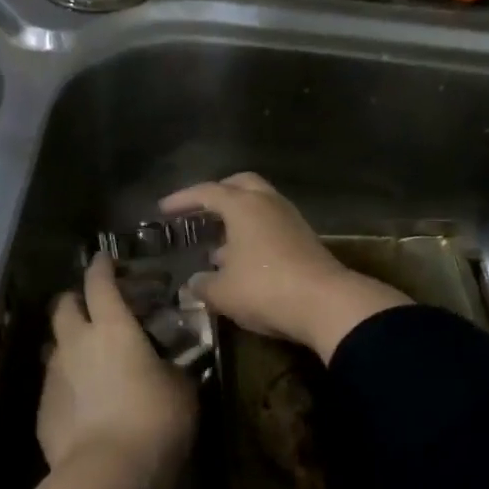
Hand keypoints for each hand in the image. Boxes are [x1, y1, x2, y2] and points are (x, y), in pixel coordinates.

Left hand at [37, 254, 196, 488]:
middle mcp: (75, 342)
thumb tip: (170, 364)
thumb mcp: (181, 390)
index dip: (102, 267)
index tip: (105, 259)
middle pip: (63, 305)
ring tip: (88, 357)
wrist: (107, 473)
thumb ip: (173, 367)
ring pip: (54, 344)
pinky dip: (67, 382)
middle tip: (94, 307)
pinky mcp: (42, 408)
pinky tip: (83, 401)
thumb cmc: (154, 421)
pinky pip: (53, 383)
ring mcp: (53, 375)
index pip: (99, 282)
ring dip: (68, 342)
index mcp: (112, 328)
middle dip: (76, 299)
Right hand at [160, 173, 410, 362]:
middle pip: (240, 185)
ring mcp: (291, 220)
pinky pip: (272, 225)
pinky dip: (253, 233)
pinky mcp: (305, 239)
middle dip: (218, 193)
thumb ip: (203, 284)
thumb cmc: (265, 289)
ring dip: (238, 217)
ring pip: (259, 205)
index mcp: (243, 206)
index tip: (163, 209)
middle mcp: (268, 203)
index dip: (182, 199)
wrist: (326, 304)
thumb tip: (194, 281)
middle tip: (199, 210)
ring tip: (217, 242)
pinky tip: (242, 259)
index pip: (206, 192)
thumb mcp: (222, 292)